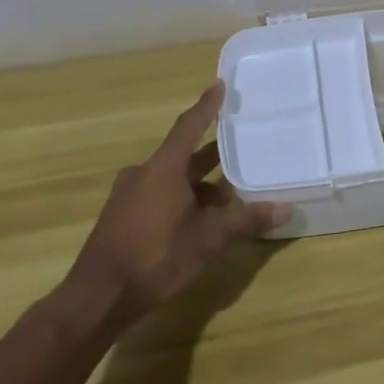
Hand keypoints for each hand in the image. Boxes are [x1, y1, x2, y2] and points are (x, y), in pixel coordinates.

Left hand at [65, 80, 289, 313]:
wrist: (96, 298)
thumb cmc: (155, 258)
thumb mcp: (208, 241)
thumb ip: (245, 221)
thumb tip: (286, 209)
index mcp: (164, 169)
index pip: (190, 126)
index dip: (207, 106)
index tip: (220, 85)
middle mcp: (144, 173)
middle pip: (183, 153)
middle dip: (212, 153)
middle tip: (240, 146)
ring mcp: (128, 195)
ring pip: (172, 178)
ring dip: (199, 183)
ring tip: (228, 198)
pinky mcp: (121, 216)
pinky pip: (158, 194)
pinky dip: (182, 198)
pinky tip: (199, 221)